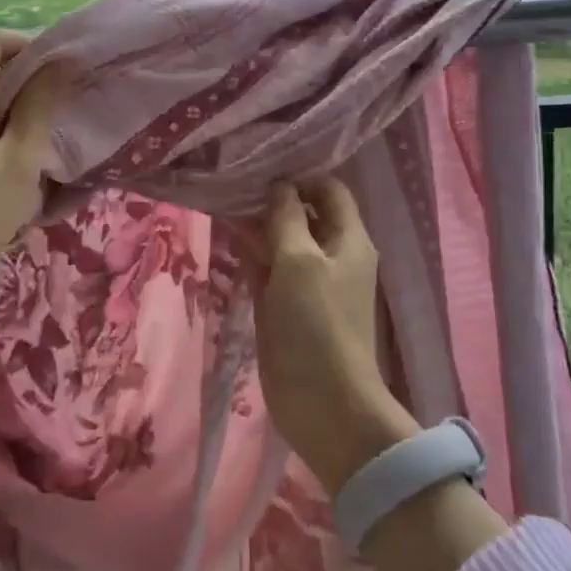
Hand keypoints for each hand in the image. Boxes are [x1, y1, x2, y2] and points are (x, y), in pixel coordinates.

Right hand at [254, 178, 418, 494]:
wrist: (323, 403)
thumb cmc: (316, 324)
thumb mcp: (299, 261)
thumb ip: (286, 218)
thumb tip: (278, 184)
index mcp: (349, 239)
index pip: (329, 190)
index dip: (300, 176)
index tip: (262, 166)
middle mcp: (332, 255)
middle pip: (303, 214)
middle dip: (271, 199)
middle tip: (232, 181)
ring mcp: (309, 282)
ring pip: (282, 242)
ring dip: (257, 226)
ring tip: (221, 202)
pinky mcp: (288, 306)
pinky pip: (270, 270)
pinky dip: (252, 255)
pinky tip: (226, 239)